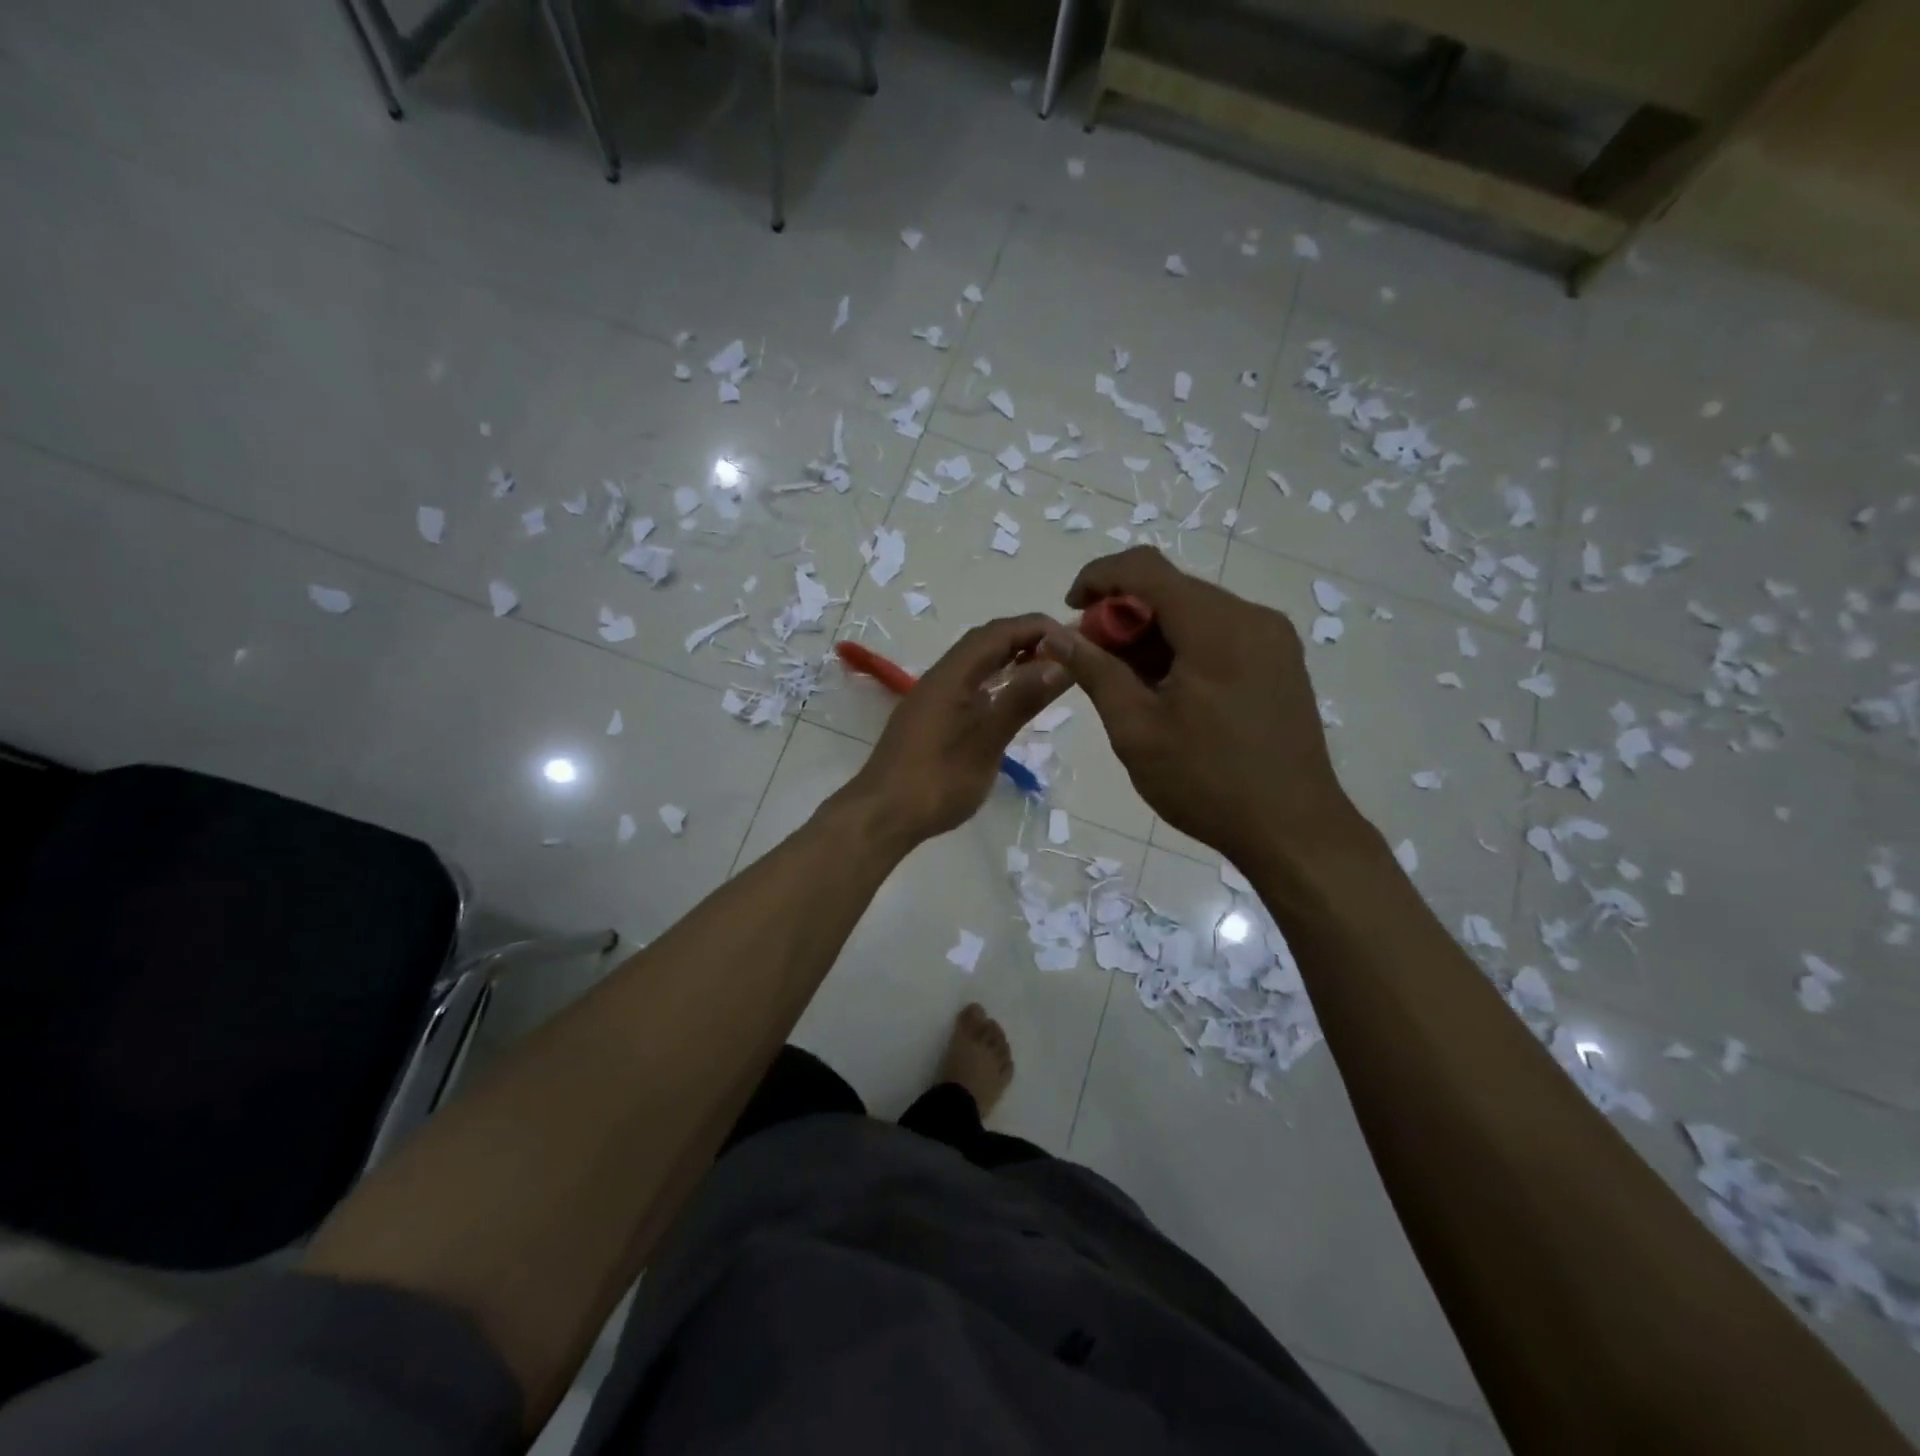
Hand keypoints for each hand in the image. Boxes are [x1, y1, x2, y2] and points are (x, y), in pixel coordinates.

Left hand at [838, 615, 1069, 848]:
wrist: (883, 815)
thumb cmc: (937, 780)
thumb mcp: (987, 740)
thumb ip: (1021, 700)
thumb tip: (1060, 662)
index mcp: (951, 674)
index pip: (998, 632)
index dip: (1036, 627)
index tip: (1074, 636)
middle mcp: (940, 677)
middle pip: (985, 643)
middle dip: (1026, 640)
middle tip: (1066, 653)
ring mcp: (932, 698)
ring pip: (975, 665)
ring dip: (1010, 660)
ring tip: (1047, 672)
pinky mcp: (930, 719)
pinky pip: (968, 685)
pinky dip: (995, 683)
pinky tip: (1010, 702)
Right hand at [1040, 548, 1358, 869]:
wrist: (1294, 831)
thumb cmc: (1206, 781)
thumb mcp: (1135, 728)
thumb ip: (1094, 671)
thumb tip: (1056, 634)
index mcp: (1216, 625)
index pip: (1145, 568)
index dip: (1098, 578)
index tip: (1070, 612)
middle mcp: (1251, 617)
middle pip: (1172, 589)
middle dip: (1123, 614)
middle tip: (1093, 660)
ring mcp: (1273, 640)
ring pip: (1196, 613)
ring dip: (1152, 634)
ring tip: (1126, 683)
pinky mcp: (1281, 663)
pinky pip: (1221, 635)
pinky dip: (1183, 648)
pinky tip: (1167, 691)